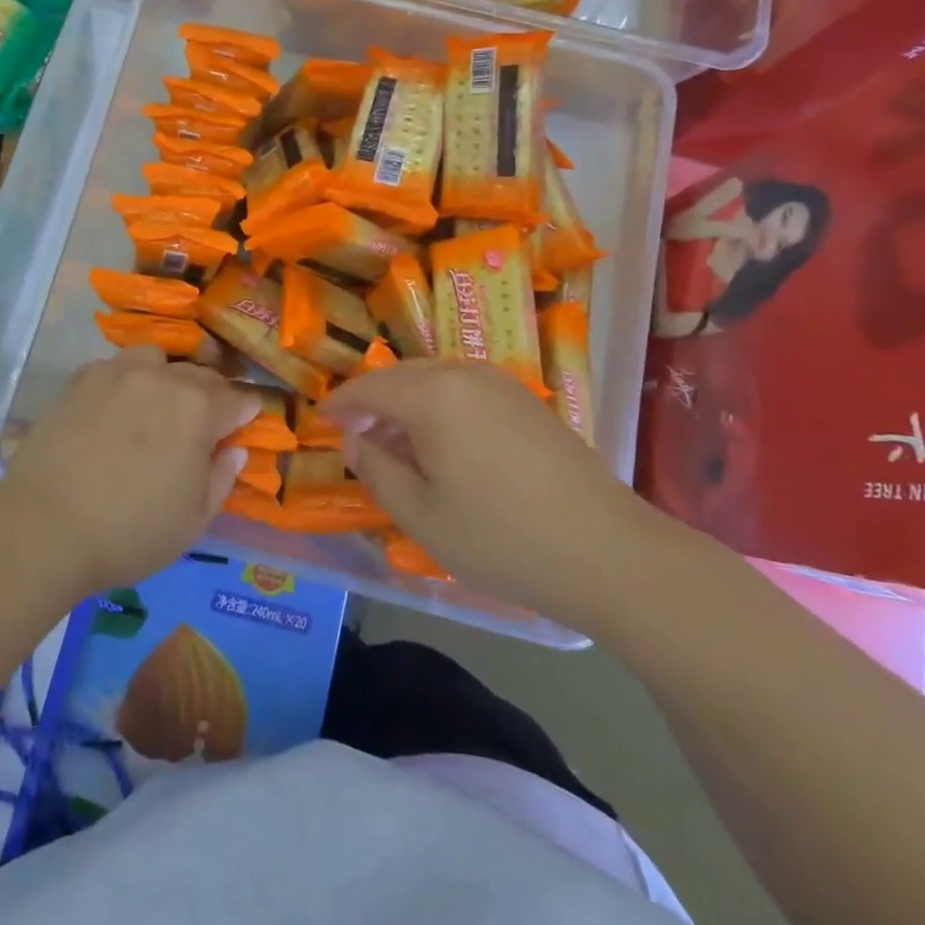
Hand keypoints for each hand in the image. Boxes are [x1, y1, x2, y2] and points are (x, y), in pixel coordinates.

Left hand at [0, 347, 258, 592]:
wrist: (45, 527)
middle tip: (202, 425)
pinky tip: (114, 410)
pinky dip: (125, 382)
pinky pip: (116, 368)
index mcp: (199, 408)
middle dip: (210, 396)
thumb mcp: (193, 521)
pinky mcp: (81, 379)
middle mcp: (163, 378)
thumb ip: (222, 478)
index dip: (247, 411)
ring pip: (156, 360)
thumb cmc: (130, 532)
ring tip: (155, 407)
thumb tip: (234, 450)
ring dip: (166, 378)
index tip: (245, 423)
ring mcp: (119, 372)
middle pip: (200, 376)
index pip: (238, 398)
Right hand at [321, 361, 665, 624]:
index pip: (369, 388)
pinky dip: (439, 407)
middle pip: (401, 376)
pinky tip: (444, 446)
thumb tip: (353, 439)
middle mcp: (464, 373)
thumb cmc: (501, 538)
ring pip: (434, 379)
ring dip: (406, 404)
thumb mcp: (420, 515)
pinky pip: (465, 389)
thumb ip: (375, 469)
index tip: (319, 421)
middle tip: (355, 438)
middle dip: (372, 402)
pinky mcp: (526, 400)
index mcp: (432, 395)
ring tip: (397, 446)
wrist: (606, 551)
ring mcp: (501, 383)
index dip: (339, 404)